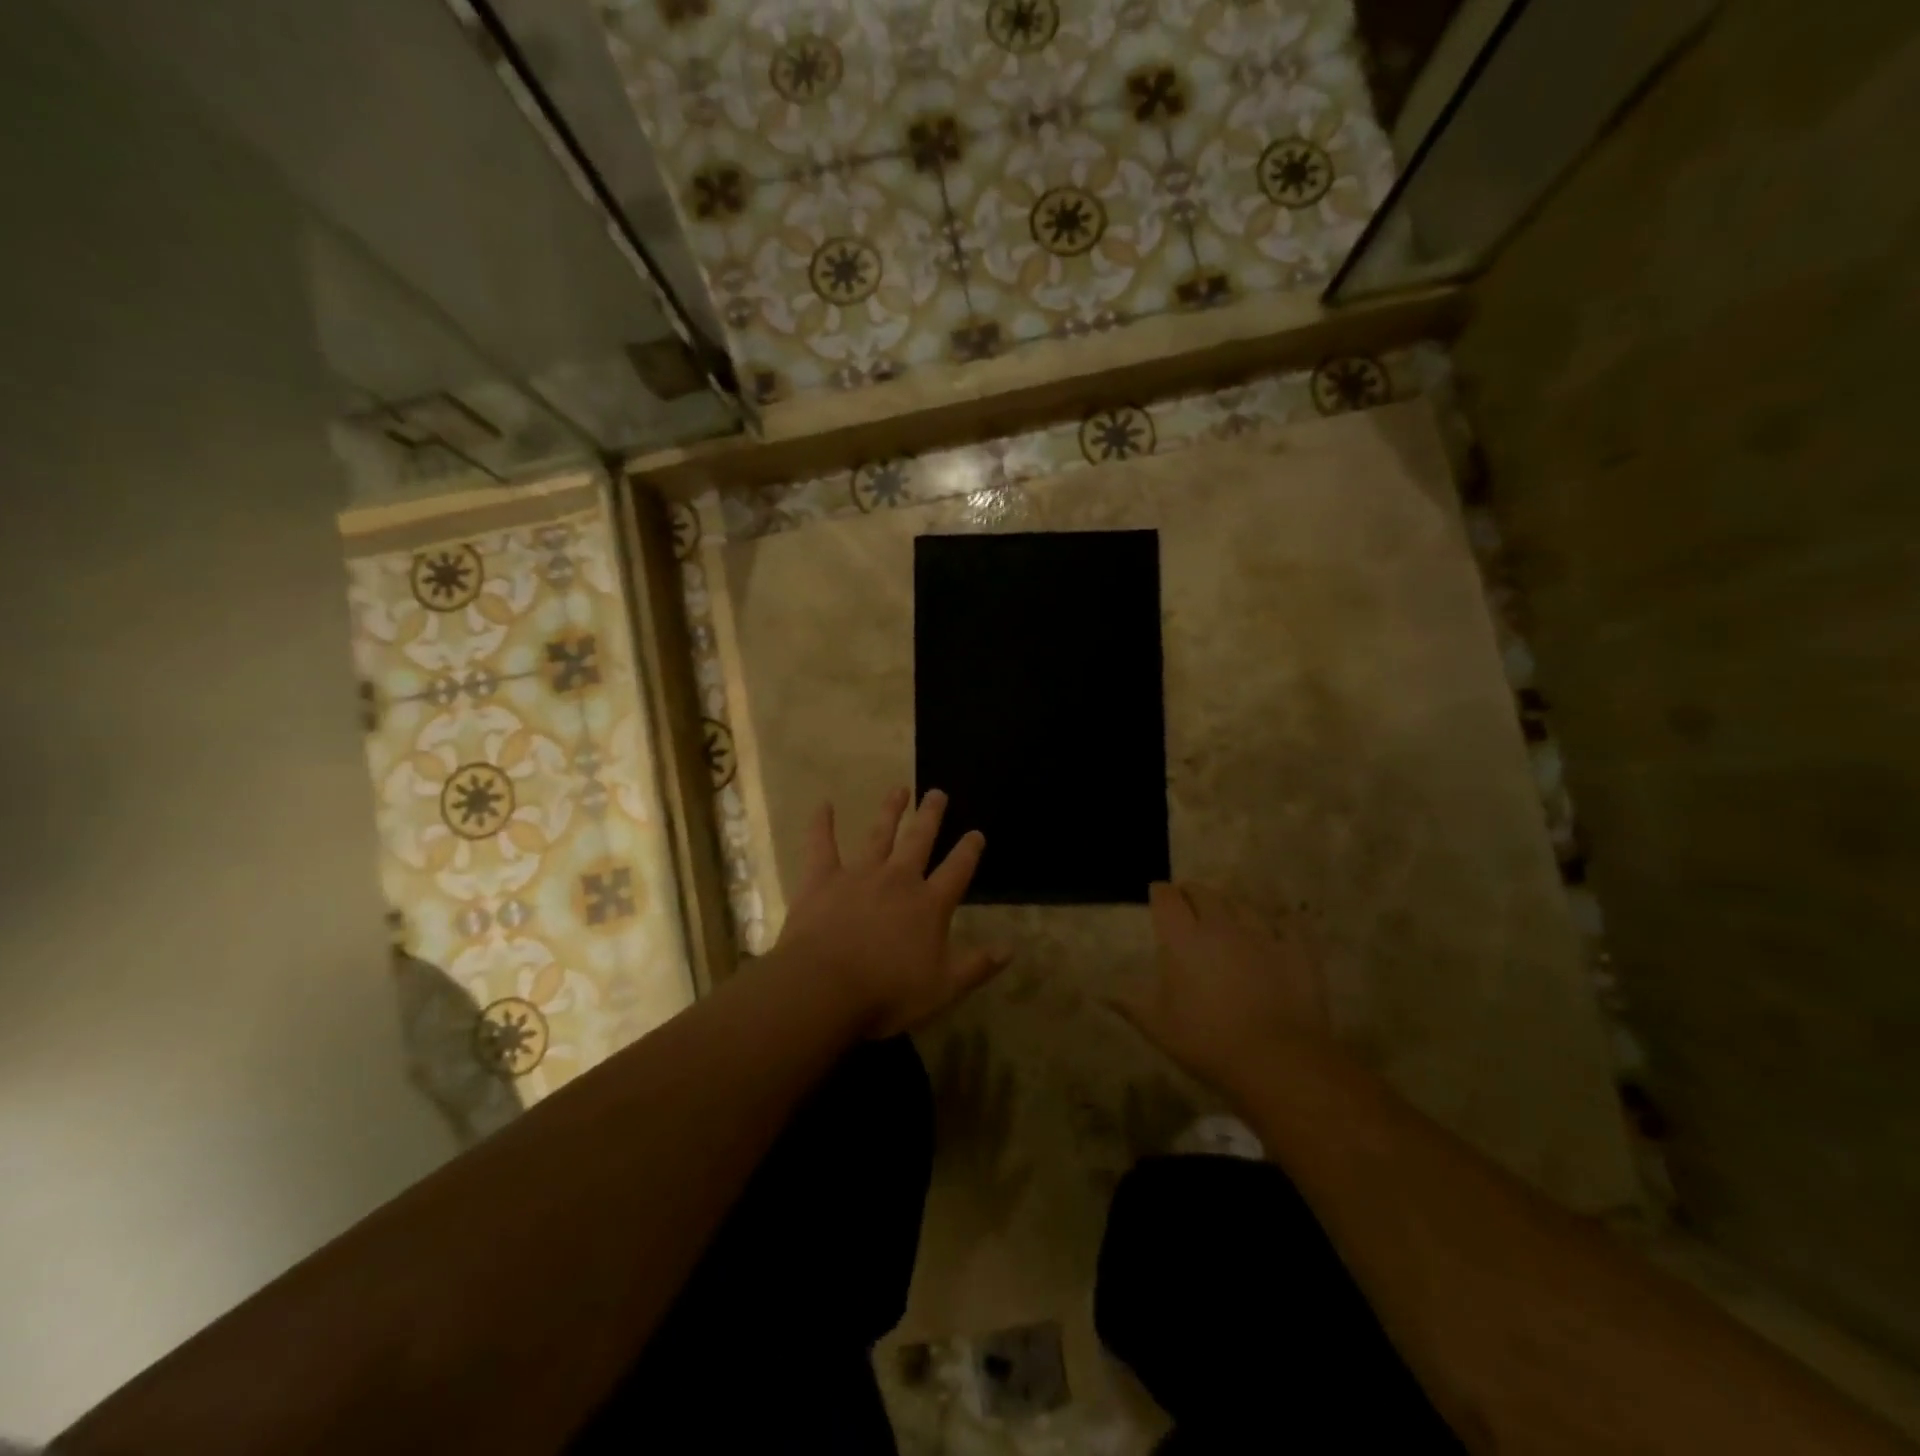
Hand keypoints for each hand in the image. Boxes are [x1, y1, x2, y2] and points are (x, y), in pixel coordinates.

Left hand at [776, 787, 1009, 1037]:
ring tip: (899, 789)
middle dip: (931, 815)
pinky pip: (822, 845)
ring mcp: (859, 874)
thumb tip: (1011, 949)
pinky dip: (821, 824)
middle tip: (938, 792)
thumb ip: (977, 966)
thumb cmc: (887, 993)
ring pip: (879, 834)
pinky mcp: (823, 879)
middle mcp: (899, 879)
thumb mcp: (943, 988)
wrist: (825, 988)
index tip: (976, 833)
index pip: (957, 870)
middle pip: (919, 839)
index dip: (969, 850)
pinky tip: (823, 804)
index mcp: (929, 904)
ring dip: (890, 810)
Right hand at [1111, 883, 1330, 1096]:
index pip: (1167, 897)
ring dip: (1230, 906)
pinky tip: (1277, 929)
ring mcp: (1262, 934)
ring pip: (1242, 903)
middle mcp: (1220, 925)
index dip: (1160, 893)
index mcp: (1183, 938)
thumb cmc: (1207, 1041)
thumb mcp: (1157, 1026)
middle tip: (1188, 907)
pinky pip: (1288, 923)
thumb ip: (1128, 1001)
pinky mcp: (1297, 949)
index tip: (1157, 897)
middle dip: (1192, 894)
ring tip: (1227, 916)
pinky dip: (1279, 922)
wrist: (1277, 1061)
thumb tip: (1097, 991)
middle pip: (1203, 893)